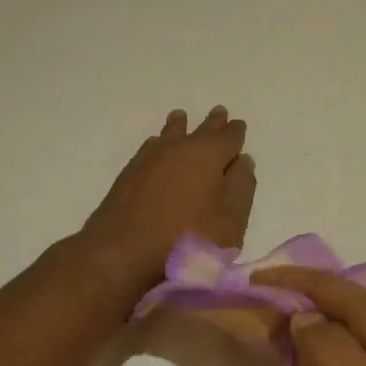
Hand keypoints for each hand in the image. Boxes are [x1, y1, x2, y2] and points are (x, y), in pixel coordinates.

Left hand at [78, 107, 254, 293]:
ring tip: (181, 117)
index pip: (229, 136)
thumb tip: (243, 161)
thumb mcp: (230, 220)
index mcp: (209, 155)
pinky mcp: (128, 174)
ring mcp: (150, 159)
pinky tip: (155, 146)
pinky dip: (158, 143)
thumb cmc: (187, 239)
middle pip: (200, 130)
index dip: (236, 131)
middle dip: (212, 123)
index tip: (239, 124)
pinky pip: (150, 148)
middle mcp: (179, 148)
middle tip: (219, 112)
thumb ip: (242, 187)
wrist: (121, 252)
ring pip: (170, 134)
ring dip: (180, 126)